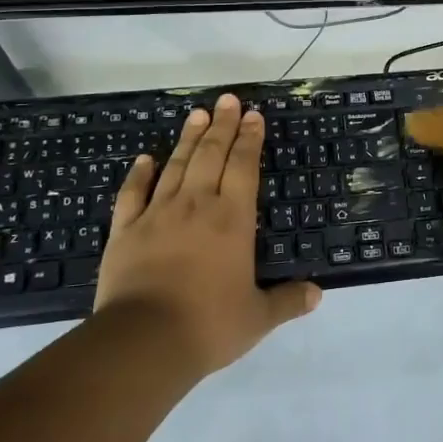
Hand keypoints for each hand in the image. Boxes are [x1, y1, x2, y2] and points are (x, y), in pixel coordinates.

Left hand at [94, 94, 319, 375]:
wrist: (143, 341)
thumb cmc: (207, 325)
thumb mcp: (257, 318)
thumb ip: (287, 301)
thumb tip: (317, 294)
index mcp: (232, 220)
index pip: (244, 167)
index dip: (250, 139)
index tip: (253, 116)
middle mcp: (196, 206)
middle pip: (211, 155)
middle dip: (222, 125)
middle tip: (227, 100)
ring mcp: (157, 214)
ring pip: (176, 165)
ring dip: (188, 138)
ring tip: (197, 113)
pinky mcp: (125, 230)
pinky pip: (132, 193)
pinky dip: (139, 173)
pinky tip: (145, 158)